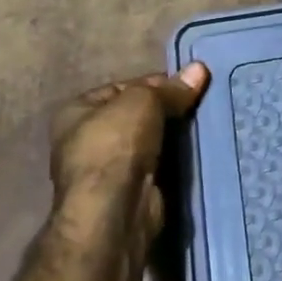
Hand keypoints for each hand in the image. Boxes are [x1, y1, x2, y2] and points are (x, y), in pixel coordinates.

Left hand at [50, 62, 209, 241]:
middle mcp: (86, 140)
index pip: (122, 88)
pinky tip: (198, 151)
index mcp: (76, 111)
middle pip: (136, 115)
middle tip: (201, 104)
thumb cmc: (116, 145)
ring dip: (173, 137)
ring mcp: (107, 171)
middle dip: (167, 111)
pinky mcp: (129, 194)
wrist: (114, 212)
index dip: (156, 84)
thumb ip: (171, 89)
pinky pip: (158, 167)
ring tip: (205, 124)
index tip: (188, 85)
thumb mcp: (143, 102)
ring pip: (149, 142)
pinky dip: (175, 161)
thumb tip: (200, 69)